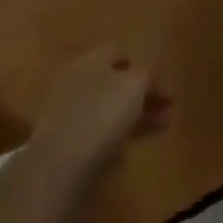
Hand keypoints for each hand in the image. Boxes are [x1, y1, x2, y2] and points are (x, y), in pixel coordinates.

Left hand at [29, 46, 172, 176]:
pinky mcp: (59, 147)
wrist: (57, 169)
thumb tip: (148, 77)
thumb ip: (148, 74)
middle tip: (166, 111)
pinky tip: (125, 154)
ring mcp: (64, 114)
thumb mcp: (138, 84)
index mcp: (92, 59)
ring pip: (105, 110)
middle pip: (114, 83)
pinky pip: (93, 136)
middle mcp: (75, 81)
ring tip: (155, 132)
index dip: (144, 66)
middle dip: (141, 96)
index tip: (163, 86)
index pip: (121, 52)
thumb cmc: (103, 115)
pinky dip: (111, 141)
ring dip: (130, 119)